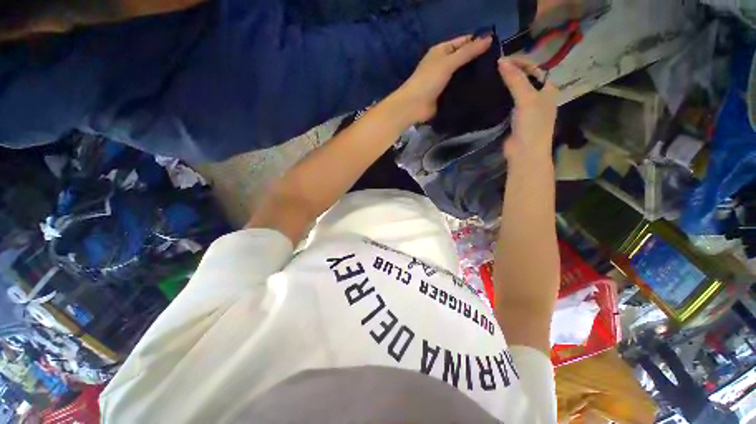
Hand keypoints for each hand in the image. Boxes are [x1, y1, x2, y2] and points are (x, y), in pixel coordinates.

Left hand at [393, 35, 492, 122]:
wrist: (414, 106)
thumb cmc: (428, 80)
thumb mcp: (448, 62)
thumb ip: (467, 52)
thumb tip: (489, 39)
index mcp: (441, 51)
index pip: (463, 42)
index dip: (478, 42)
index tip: (497, 47)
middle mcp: (443, 64)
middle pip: (464, 59)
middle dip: (478, 61)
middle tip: (498, 65)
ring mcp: (444, 81)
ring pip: (462, 76)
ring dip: (473, 77)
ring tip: (494, 77)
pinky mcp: (445, 95)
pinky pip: (459, 90)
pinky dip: (467, 90)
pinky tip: (481, 91)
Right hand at [497, 57, 557, 162]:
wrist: (524, 152)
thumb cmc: (532, 124)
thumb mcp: (526, 99)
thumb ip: (515, 80)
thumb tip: (501, 61)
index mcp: (548, 89)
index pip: (534, 68)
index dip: (519, 62)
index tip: (501, 59)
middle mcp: (538, 96)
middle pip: (524, 78)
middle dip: (510, 72)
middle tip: (493, 68)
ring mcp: (526, 108)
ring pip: (514, 91)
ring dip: (504, 85)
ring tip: (489, 78)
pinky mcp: (514, 118)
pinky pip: (507, 103)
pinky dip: (499, 97)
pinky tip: (489, 94)